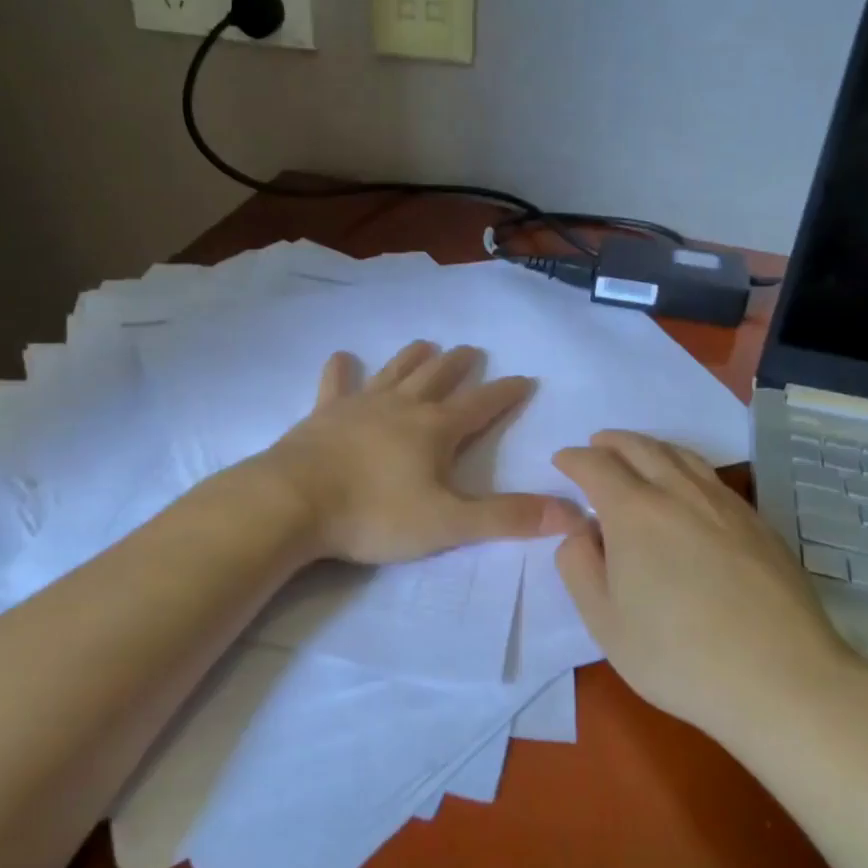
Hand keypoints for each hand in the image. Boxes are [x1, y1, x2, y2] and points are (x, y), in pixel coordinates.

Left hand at [259, 341, 587, 564]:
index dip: (505, 392)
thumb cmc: (375, 514)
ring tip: (426, 344)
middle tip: (472, 350)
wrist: (294, 502)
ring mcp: (359, 405)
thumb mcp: (448, 523)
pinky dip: (340, 370)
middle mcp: (402, 407)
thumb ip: (507, 518)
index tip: (524, 378)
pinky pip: (335, 384)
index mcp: (435, 429)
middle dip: (459, 365)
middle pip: (437, 377)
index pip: (481, 405)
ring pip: (394, 372)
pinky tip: (340, 357)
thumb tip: (572, 513)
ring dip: (413, 357)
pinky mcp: (323, 414)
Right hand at [553, 431, 867, 743]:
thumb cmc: (679, 656)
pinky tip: (686, 488)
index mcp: (634, 512)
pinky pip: (710, 476)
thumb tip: (581, 530)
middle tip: (596, 445)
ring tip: (637, 455)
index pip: (596, 465)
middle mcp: (679, 493)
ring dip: (650, 447)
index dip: (574, 459)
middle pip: (640, 447)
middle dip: (611, 442)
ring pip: (681, 455)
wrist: (783, 680)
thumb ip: (577, 566)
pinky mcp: (758, 523)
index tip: (562, 461)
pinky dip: (684, 466)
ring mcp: (724, 504)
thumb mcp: (604, 622)